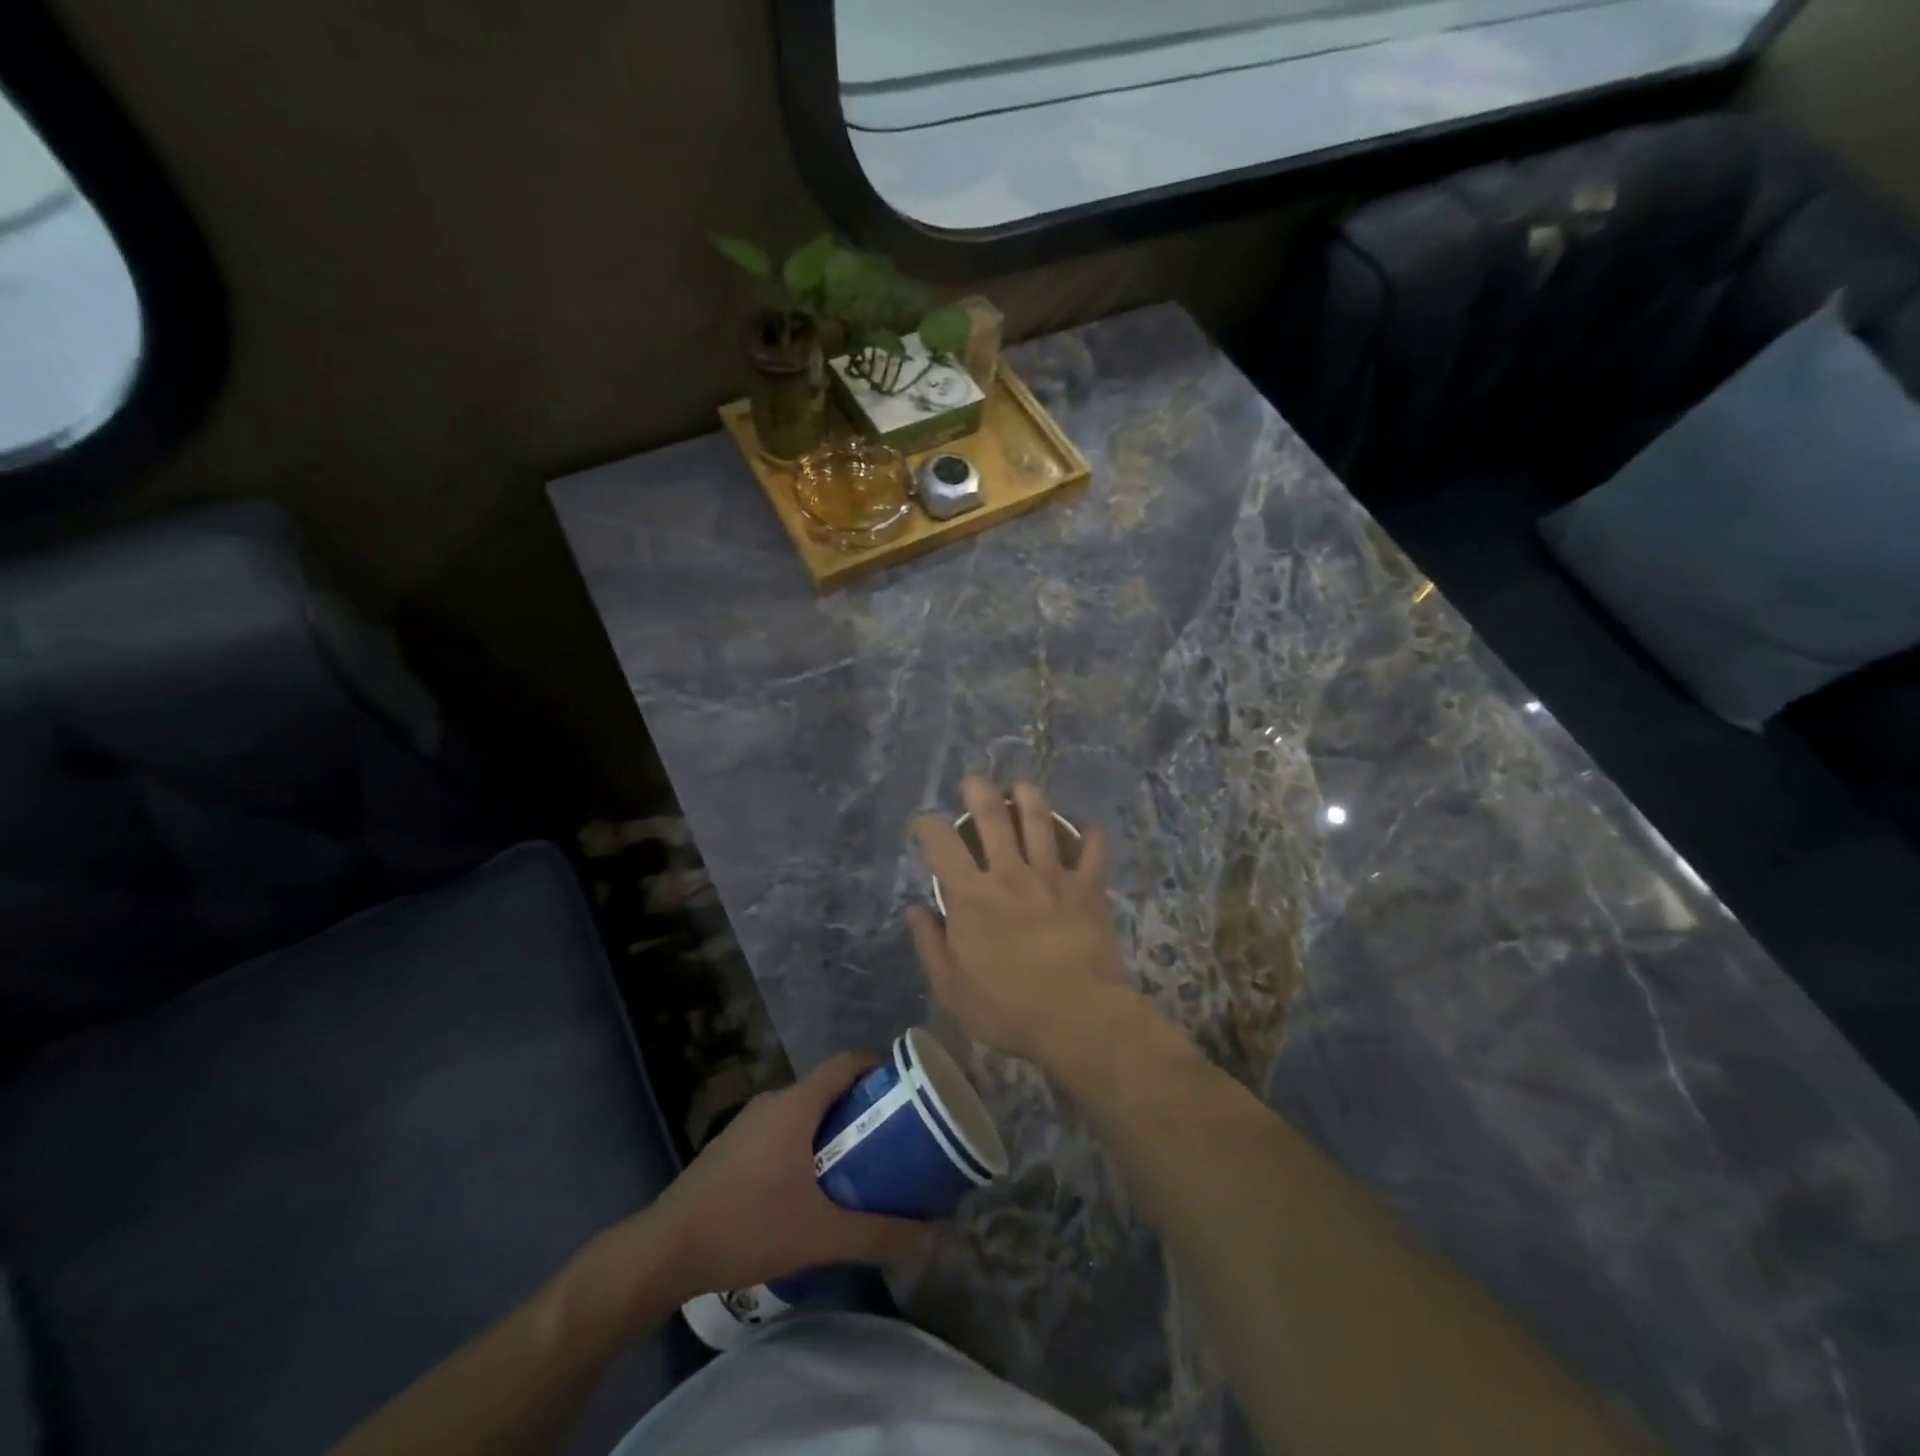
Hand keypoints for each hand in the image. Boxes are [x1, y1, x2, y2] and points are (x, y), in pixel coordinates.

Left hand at [647, 1054, 935, 1297]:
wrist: (664, 1250)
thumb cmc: (747, 1225)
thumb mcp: (820, 1235)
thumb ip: (878, 1235)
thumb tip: (932, 1240)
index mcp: (796, 1103)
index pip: (847, 1063)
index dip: (879, 1069)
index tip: (906, 1093)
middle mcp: (773, 1101)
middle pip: (828, 1088)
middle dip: (861, 1109)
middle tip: (889, 1140)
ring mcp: (747, 1123)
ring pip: (803, 1112)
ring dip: (831, 1131)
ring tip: (857, 1167)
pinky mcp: (731, 1148)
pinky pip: (780, 1131)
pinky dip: (804, 1145)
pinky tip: (808, 1190)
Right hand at [908, 777, 1131, 1062]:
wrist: (1077, 1017)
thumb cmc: (1007, 1009)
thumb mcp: (951, 989)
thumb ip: (930, 945)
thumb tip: (915, 911)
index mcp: (971, 896)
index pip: (941, 843)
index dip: (927, 825)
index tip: (923, 825)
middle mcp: (1010, 874)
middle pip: (993, 815)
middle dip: (979, 791)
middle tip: (974, 782)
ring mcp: (1052, 876)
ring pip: (1040, 820)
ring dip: (1029, 797)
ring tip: (1022, 787)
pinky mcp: (1088, 888)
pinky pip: (1093, 851)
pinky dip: (1091, 836)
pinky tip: (1087, 828)